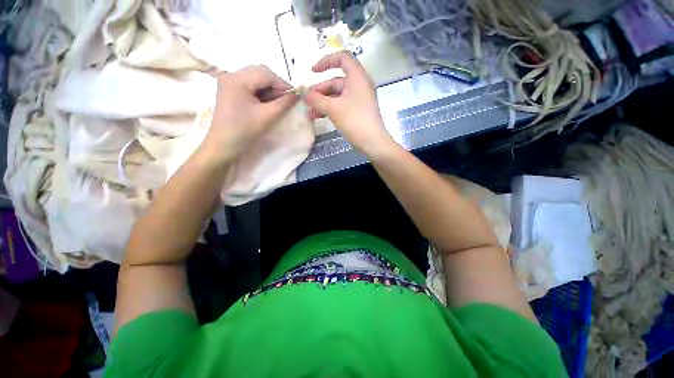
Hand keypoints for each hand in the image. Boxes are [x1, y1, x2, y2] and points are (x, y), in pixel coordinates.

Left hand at [200, 66, 298, 163]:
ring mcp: (229, 83)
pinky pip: (250, 87)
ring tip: (279, 104)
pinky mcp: (230, 91)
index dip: (283, 84)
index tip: (295, 97)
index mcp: (237, 79)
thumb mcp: (267, 116)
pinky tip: (268, 104)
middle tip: (288, 100)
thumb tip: (298, 95)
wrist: (224, 146)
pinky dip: (262, 94)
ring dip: (270, 91)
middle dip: (276, 87)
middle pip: (260, 74)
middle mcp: (231, 75)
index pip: (265, 73)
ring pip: (256, 80)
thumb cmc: (245, 131)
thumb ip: (284, 103)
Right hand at [304, 52, 395, 156]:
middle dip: (320, 90)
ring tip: (309, 112)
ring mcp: (359, 99)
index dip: (326, 61)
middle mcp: (359, 85)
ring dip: (322, 102)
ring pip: (337, 95)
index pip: (342, 58)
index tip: (313, 71)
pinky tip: (317, 117)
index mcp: (357, 77)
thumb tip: (303, 93)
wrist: (372, 142)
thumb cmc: (354, 120)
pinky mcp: (357, 111)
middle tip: (307, 100)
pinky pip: (341, 105)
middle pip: (336, 80)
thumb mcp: (333, 108)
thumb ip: (316, 99)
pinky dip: (330, 109)